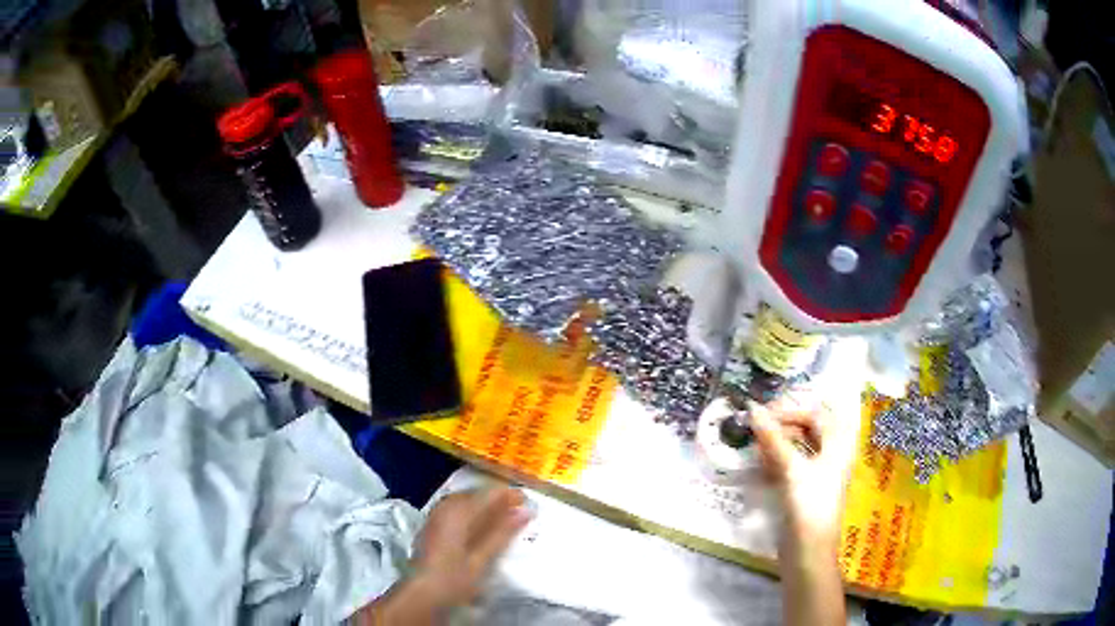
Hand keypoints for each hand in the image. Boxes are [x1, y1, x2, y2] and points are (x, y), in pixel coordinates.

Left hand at [359, 487, 531, 624]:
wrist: (423, 592)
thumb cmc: (455, 577)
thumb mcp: (483, 558)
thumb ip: (503, 532)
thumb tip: (526, 511)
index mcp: (459, 512)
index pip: (489, 494)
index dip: (510, 495)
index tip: (528, 501)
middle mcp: (446, 507)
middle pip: (476, 494)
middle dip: (498, 500)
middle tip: (519, 511)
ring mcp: (437, 514)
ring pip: (466, 500)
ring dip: (485, 507)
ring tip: (504, 518)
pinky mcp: (433, 524)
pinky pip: (457, 508)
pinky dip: (472, 513)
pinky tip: (481, 526)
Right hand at [749, 395, 859, 546]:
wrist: (809, 551)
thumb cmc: (809, 504)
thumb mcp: (792, 468)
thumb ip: (773, 438)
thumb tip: (753, 409)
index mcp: (837, 445)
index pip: (815, 414)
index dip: (790, 411)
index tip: (762, 414)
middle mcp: (831, 455)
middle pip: (808, 430)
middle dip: (783, 425)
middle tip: (756, 427)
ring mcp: (818, 474)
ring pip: (798, 448)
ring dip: (777, 443)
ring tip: (755, 445)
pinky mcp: (805, 490)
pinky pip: (791, 466)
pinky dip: (776, 461)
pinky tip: (760, 465)